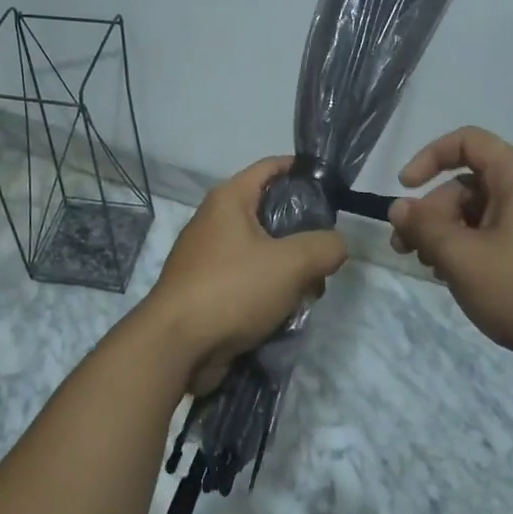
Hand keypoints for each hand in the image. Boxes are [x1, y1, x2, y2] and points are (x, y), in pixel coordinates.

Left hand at [142, 157, 347, 393]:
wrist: (176, 346)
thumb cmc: (232, 289)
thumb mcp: (291, 263)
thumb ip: (324, 247)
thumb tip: (335, 246)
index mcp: (229, 199)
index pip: (271, 167)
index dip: (302, 170)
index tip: (332, 187)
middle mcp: (215, 221)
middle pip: (271, 213)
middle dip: (303, 234)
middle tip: (326, 255)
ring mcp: (208, 257)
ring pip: (263, 251)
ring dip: (290, 269)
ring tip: (310, 293)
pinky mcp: (207, 289)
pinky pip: (248, 279)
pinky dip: (270, 291)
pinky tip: (286, 313)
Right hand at [388, 127, 512, 392]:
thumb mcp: (463, 257)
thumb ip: (424, 227)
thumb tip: (399, 207)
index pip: (467, 142)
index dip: (430, 157)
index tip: (405, 189)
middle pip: (468, 184)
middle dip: (431, 211)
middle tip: (406, 248)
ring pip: (480, 216)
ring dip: (447, 235)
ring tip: (429, 268)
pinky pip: (498, 240)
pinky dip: (471, 252)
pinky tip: (458, 282)